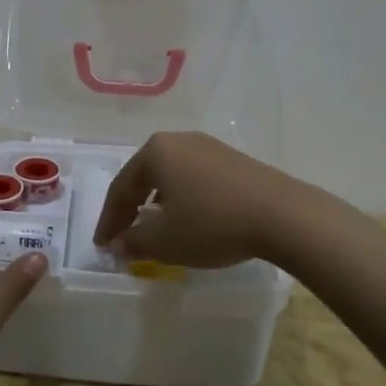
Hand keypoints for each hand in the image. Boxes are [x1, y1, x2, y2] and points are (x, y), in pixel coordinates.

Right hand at [93, 132, 304, 268]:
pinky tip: (189, 218)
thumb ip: (134, 242)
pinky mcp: (233, 160)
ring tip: (154, 228)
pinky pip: (195, 178)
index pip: (121, 188)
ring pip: (170, 176)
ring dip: (157, 203)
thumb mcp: (165, 241)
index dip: (109, 220)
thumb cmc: (212, 224)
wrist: (282, 215)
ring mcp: (209, 147)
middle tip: (122, 235)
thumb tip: (118, 244)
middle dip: (131, 208)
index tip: (102, 245)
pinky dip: (183, 199)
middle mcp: (179, 140)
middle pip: (144, 176)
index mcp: (155, 152)